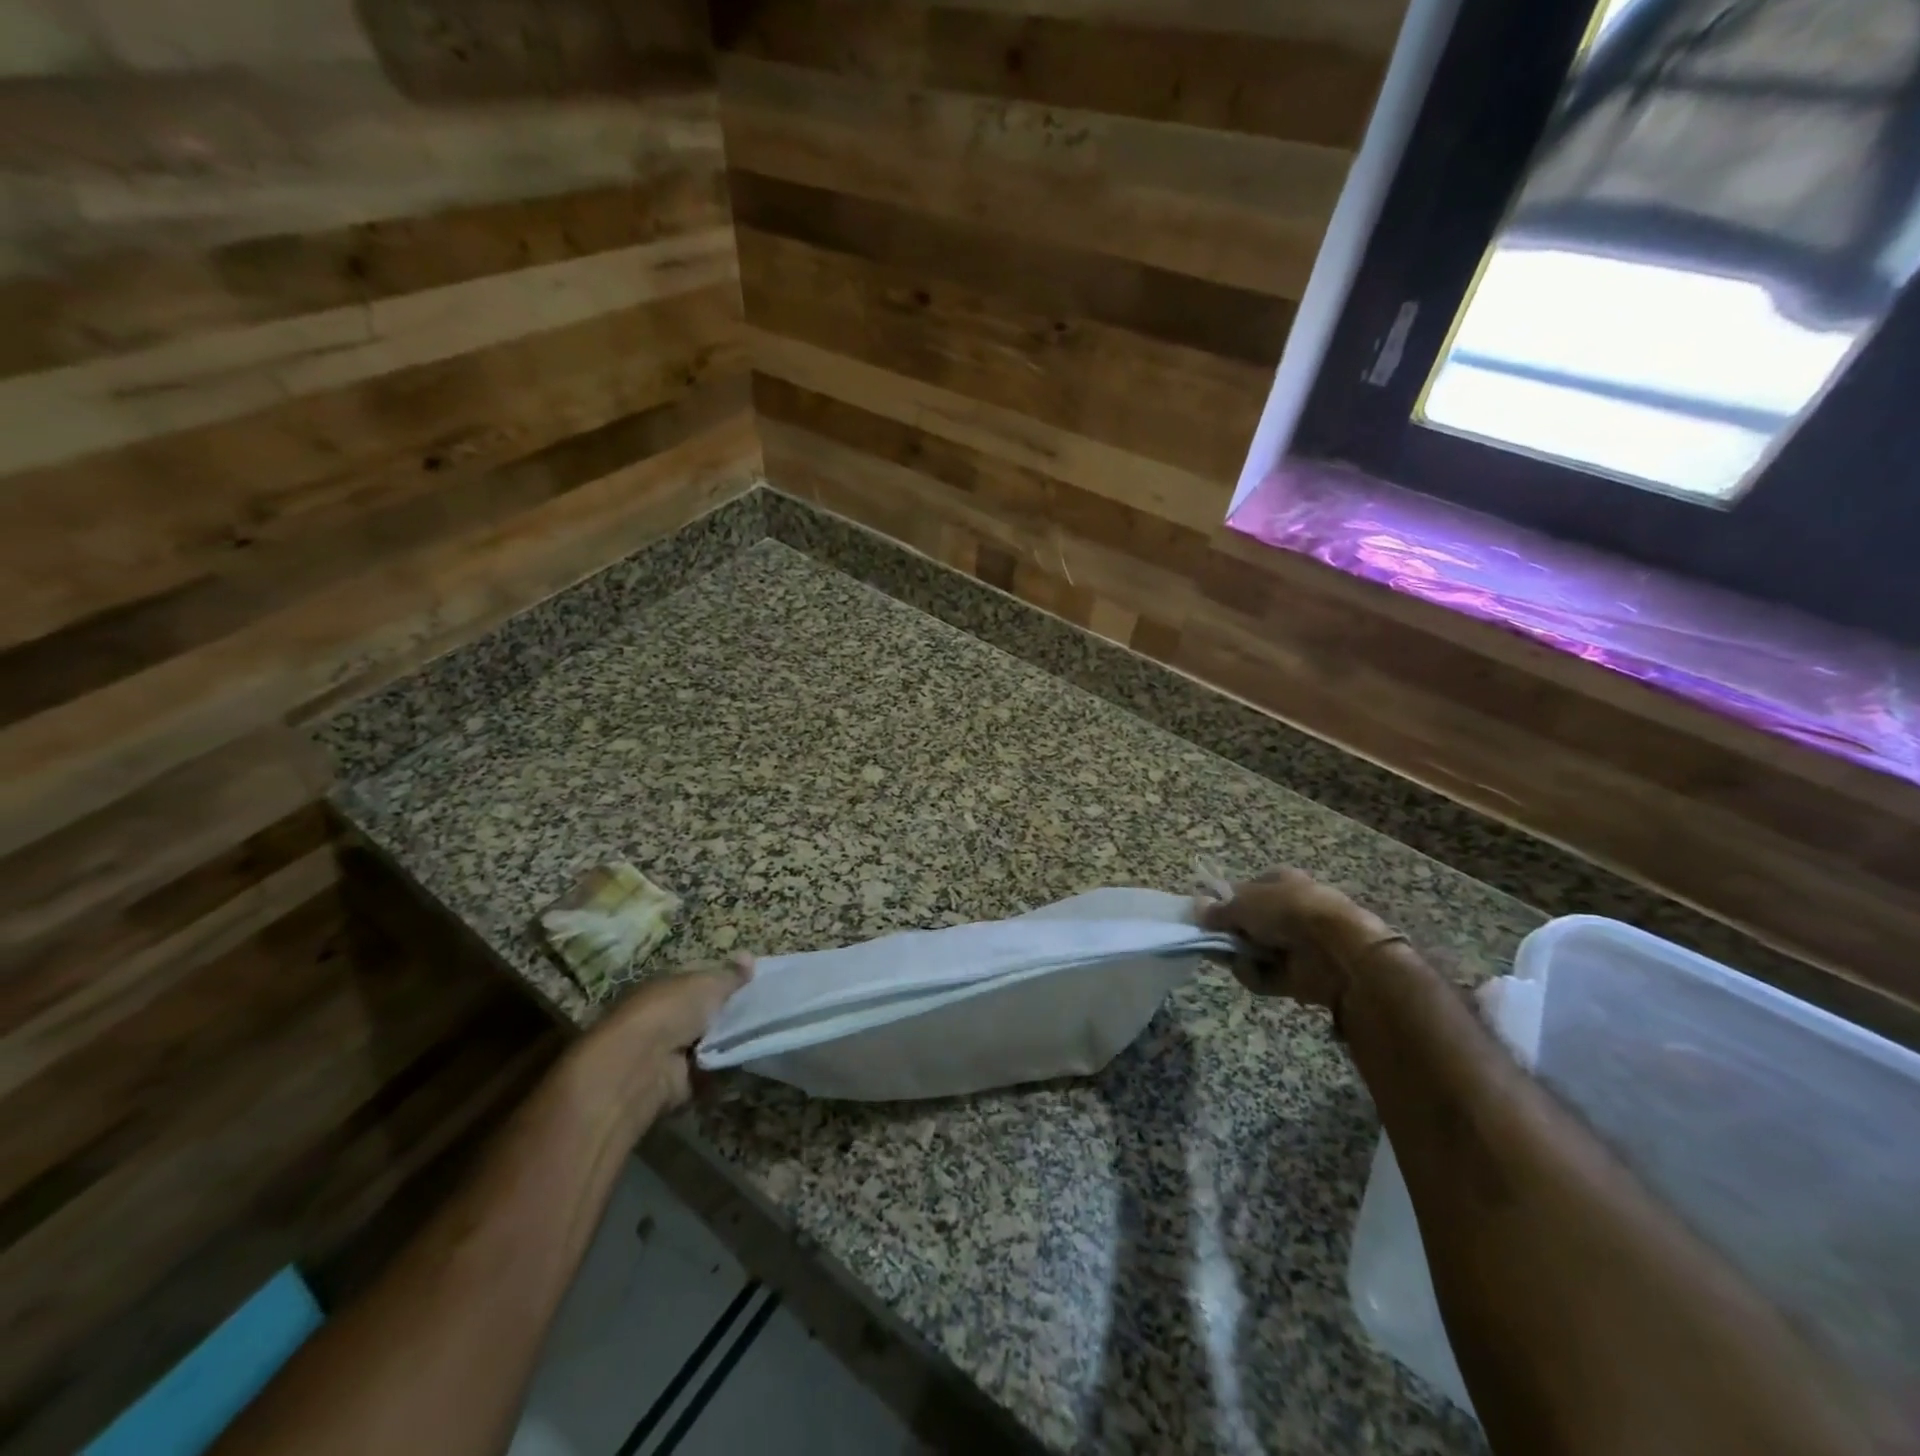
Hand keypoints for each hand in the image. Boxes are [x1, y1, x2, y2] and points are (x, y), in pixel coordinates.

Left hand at [573, 955, 753, 1125]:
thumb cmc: (671, 1011)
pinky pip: (709, 1071)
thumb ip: (730, 975)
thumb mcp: (707, 984)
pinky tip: (749, 1060)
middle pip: (705, 1014)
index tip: (754, 986)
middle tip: (765, 1012)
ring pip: (709, 1043)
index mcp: (664, 988)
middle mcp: (664, 1018)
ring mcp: (668, 1051)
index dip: (725, 983)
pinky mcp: (676, 1082)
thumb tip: (749, 956)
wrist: (641, 1066)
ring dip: (729, 1042)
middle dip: (730, 1015)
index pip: (699, 982)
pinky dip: (725, 1068)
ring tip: (763, 1035)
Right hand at [1199, 869, 1397, 1009]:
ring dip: (1241, 956)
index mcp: (1280, 881)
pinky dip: (1256, 976)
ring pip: (1253, 950)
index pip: (1244, 890)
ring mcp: (1295, 943)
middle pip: (1247, 923)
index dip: (1224, 902)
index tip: (1206, 916)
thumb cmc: (1288, 911)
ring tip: (1234, 957)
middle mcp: (1288, 909)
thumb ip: (1218, 910)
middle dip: (1230, 934)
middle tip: (1212, 940)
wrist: (1336, 950)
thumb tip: (1196, 909)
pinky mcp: (1299, 973)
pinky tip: (1253, 971)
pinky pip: (1266, 975)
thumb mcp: (1244, 903)